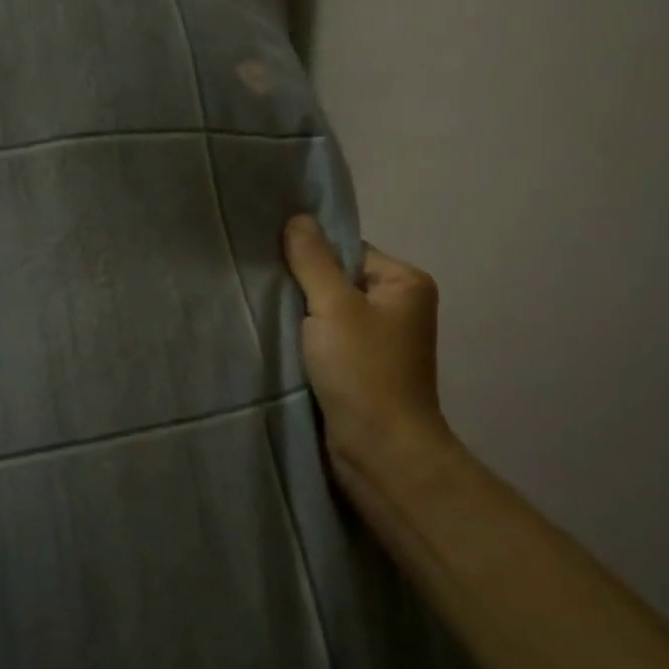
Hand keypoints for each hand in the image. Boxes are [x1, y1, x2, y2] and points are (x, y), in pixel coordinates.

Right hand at [281, 215, 452, 471]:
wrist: (380, 452)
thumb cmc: (363, 371)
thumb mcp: (333, 306)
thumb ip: (312, 261)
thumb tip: (298, 217)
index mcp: (405, 282)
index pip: (348, 251)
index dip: (311, 256)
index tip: (273, 262)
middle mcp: (399, 307)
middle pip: (338, 280)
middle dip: (303, 287)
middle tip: (264, 287)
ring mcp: (382, 341)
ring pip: (330, 313)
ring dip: (301, 317)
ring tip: (268, 315)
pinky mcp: (363, 369)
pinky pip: (329, 341)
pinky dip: (307, 341)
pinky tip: (281, 343)